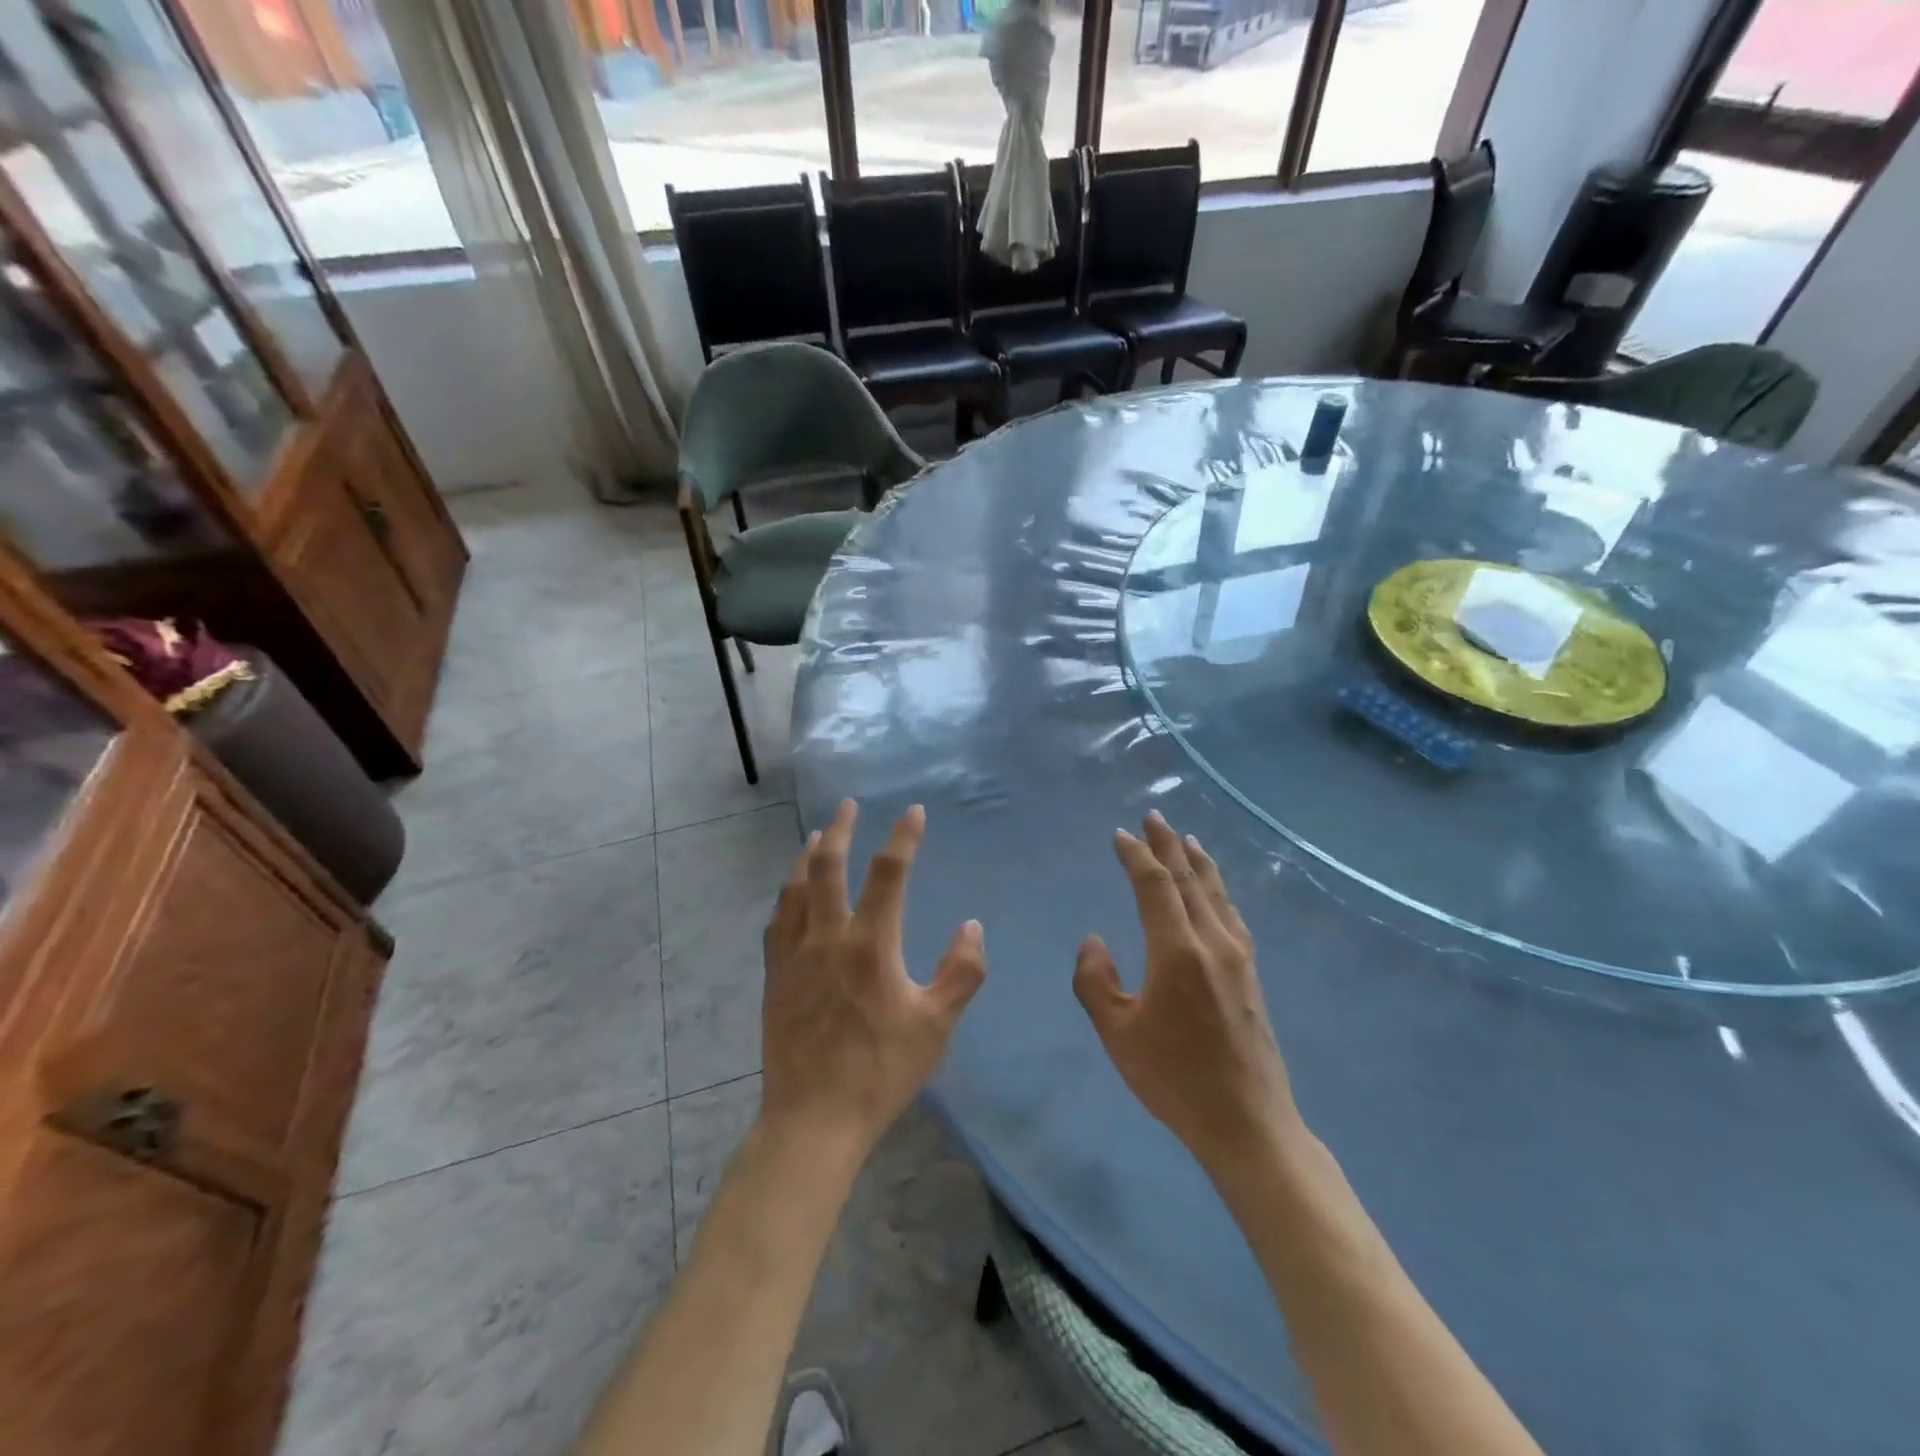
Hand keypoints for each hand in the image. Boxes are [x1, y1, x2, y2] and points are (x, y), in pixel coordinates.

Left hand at [760, 799, 986, 1158]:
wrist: (814, 1119)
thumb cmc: (881, 1071)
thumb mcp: (936, 1025)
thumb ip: (961, 972)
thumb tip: (971, 926)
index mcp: (870, 944)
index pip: (889, 873)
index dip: (903, 837)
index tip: (913, 812)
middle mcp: (827, 937)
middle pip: (828, 866)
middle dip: (839, 829)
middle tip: (847, 805)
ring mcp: (794, 955)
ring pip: (796, 888)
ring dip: (808, 856)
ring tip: (816, 837)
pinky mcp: (775, 976)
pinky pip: (777, 921)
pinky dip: (787, 895)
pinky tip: (791, 893)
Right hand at [1073, 811, 1300, 1176]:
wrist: (1247, 1123)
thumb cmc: (1174, 1079)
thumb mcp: (1117, 1034)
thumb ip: (1095, 981)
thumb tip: (1094, 941)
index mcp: (1176, 951)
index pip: (1155, 885)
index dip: (1136, 855)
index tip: (1119, 835)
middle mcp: (1212, 942)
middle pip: (1189, 878)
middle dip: (1168, 844)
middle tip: (1153, 816)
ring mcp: (1238, 957)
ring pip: (1215, 893)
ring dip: (1197, 861)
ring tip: (1186, 838)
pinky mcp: (1251, 974)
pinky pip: (1231, 914)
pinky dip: (1217, 889)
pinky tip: (1215, 891)